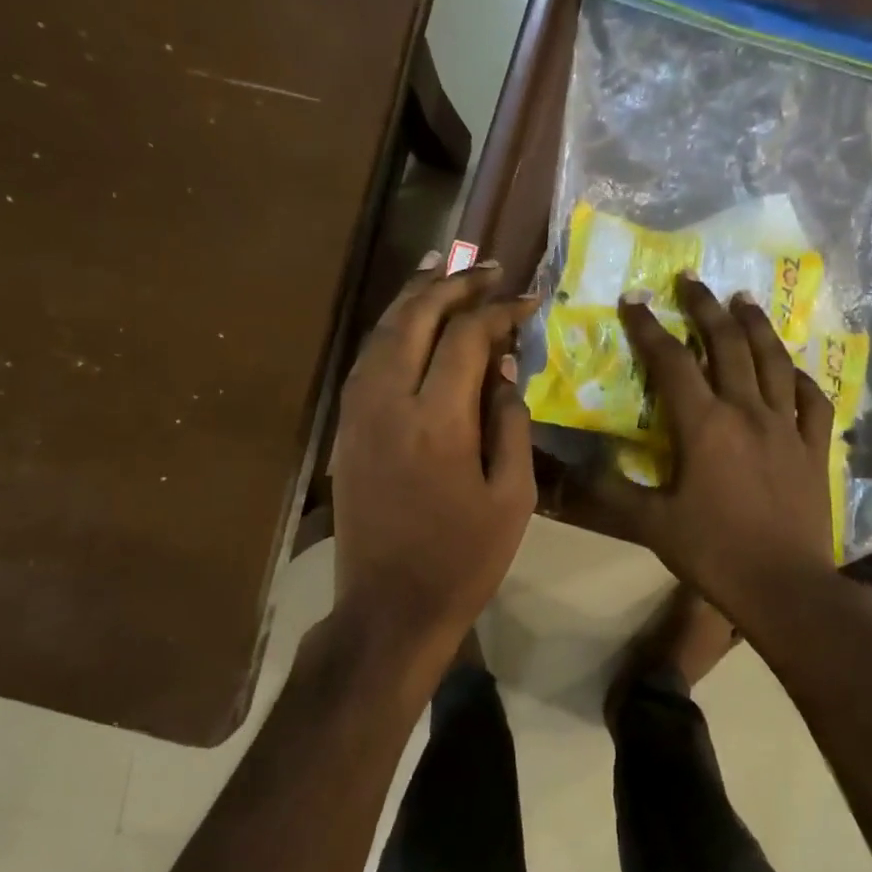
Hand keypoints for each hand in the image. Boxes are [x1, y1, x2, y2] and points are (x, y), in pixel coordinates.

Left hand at [330, 254, 541, 671]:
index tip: (527, 298)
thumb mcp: (512, 497)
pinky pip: (366, 359)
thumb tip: (504, 366)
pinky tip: (408, 319)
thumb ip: (509, 422)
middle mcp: (389, 403)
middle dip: (452, 284)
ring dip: (413, 295)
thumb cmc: (464, 559)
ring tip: (441, 266)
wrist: (389, 606)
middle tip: (485, 266)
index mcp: (438, 422)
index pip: (467, 338)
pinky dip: (390, 328)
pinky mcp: (345, 428)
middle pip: (416, 319)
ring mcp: (358, 413)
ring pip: (382, 332)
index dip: (499, 310)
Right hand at [576, 274, 835, 619]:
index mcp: (704, 426)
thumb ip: (613, 491)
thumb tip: (578, 466)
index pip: (672, 363)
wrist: (785, 586)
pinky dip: (800, 379)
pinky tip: (792, 369)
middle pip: (727, 345)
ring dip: (756, 326)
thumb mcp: (652, 525)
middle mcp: (747, 412)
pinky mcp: (813, 448)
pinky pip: (812, 401)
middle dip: (706, 308)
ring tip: (743, 300)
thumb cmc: (714, 552)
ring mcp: (787, 427)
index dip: (649, 328)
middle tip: (692, 279)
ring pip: (773, 362)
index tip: (634, 300)